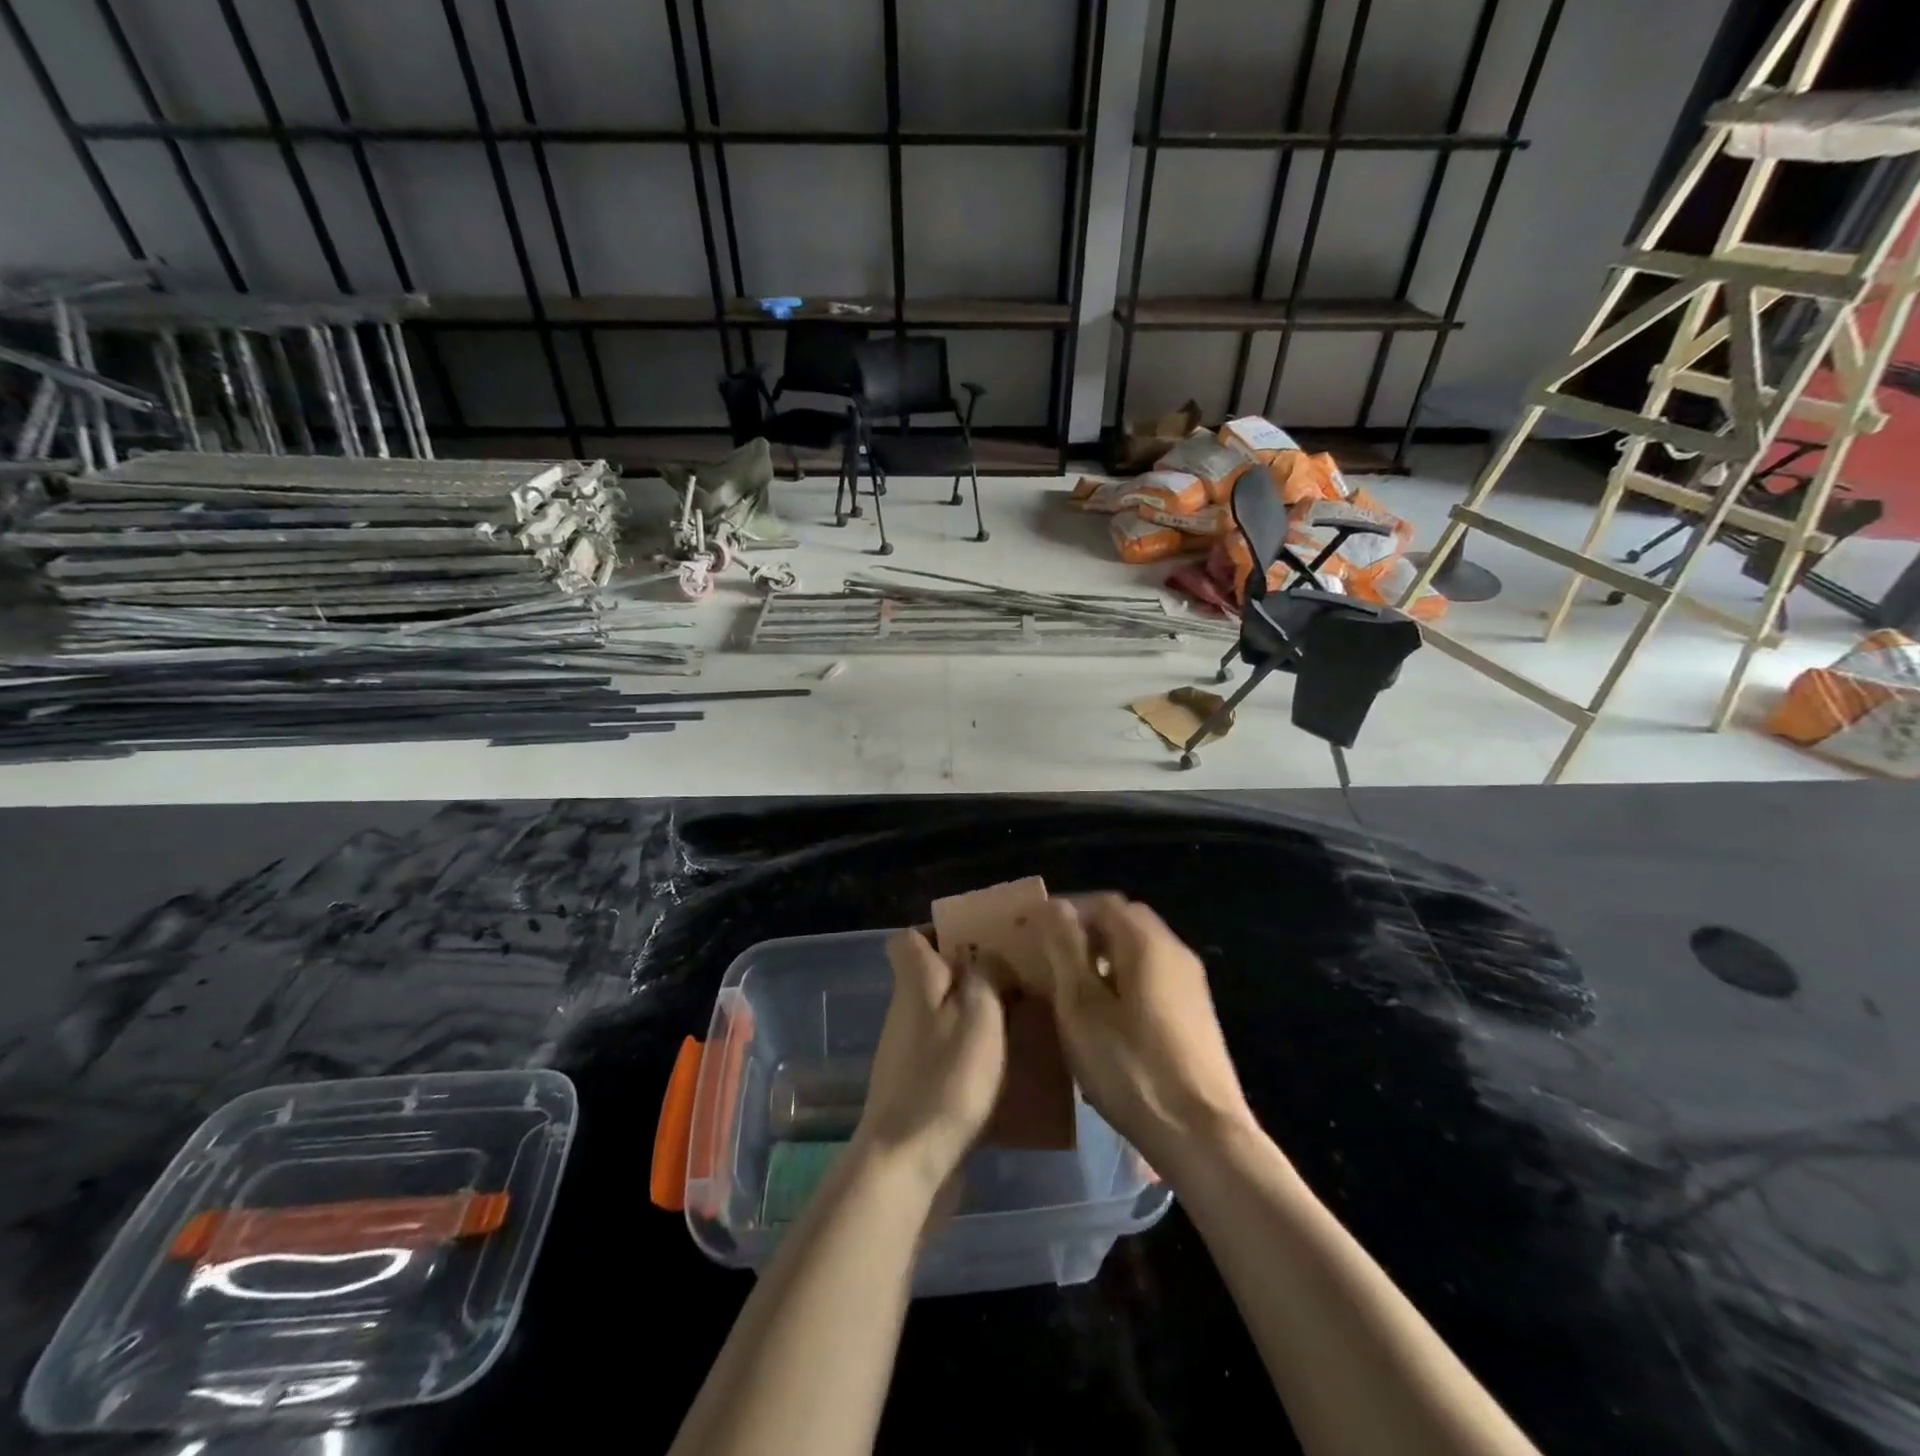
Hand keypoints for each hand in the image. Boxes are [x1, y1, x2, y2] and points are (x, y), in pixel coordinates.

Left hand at [851, 929, 1007, 1197]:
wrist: (907, 1162)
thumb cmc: (946, 1077)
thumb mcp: (979, 1013)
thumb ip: (987, 974)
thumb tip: (989, 956)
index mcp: (915, 983)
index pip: (908, 939)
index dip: (938, 932)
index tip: (978, 940)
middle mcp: (906, 1012)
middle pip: (933, 977)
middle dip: (973, 975)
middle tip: (1019, 982)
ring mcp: (910, 1053)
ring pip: (946, 1017)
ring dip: (980, 1017)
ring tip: (1025, 1023)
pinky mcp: (920, 1089)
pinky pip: (950, 1055)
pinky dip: (975, 1056)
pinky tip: (1010, 1069)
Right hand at [1033, 893, 1253, 1175]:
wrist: (1204, 1136)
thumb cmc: (1131, 1067)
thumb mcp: (1081, 1008)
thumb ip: (1065, 950)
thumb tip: (1053, 906)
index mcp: (1147, 942)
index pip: (1102, 902)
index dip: (1066, 911)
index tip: (1034, 933)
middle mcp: (1175, 951)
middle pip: (1125, 922)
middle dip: (1086, 932)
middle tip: (1051, 959)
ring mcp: (1192, 984)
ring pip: (1140, 951)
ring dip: (1104, 958)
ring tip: (1072, 990)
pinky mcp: (1197, 1015)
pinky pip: (1154, 978)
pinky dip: (1125, 981)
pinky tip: (1107, 1019)